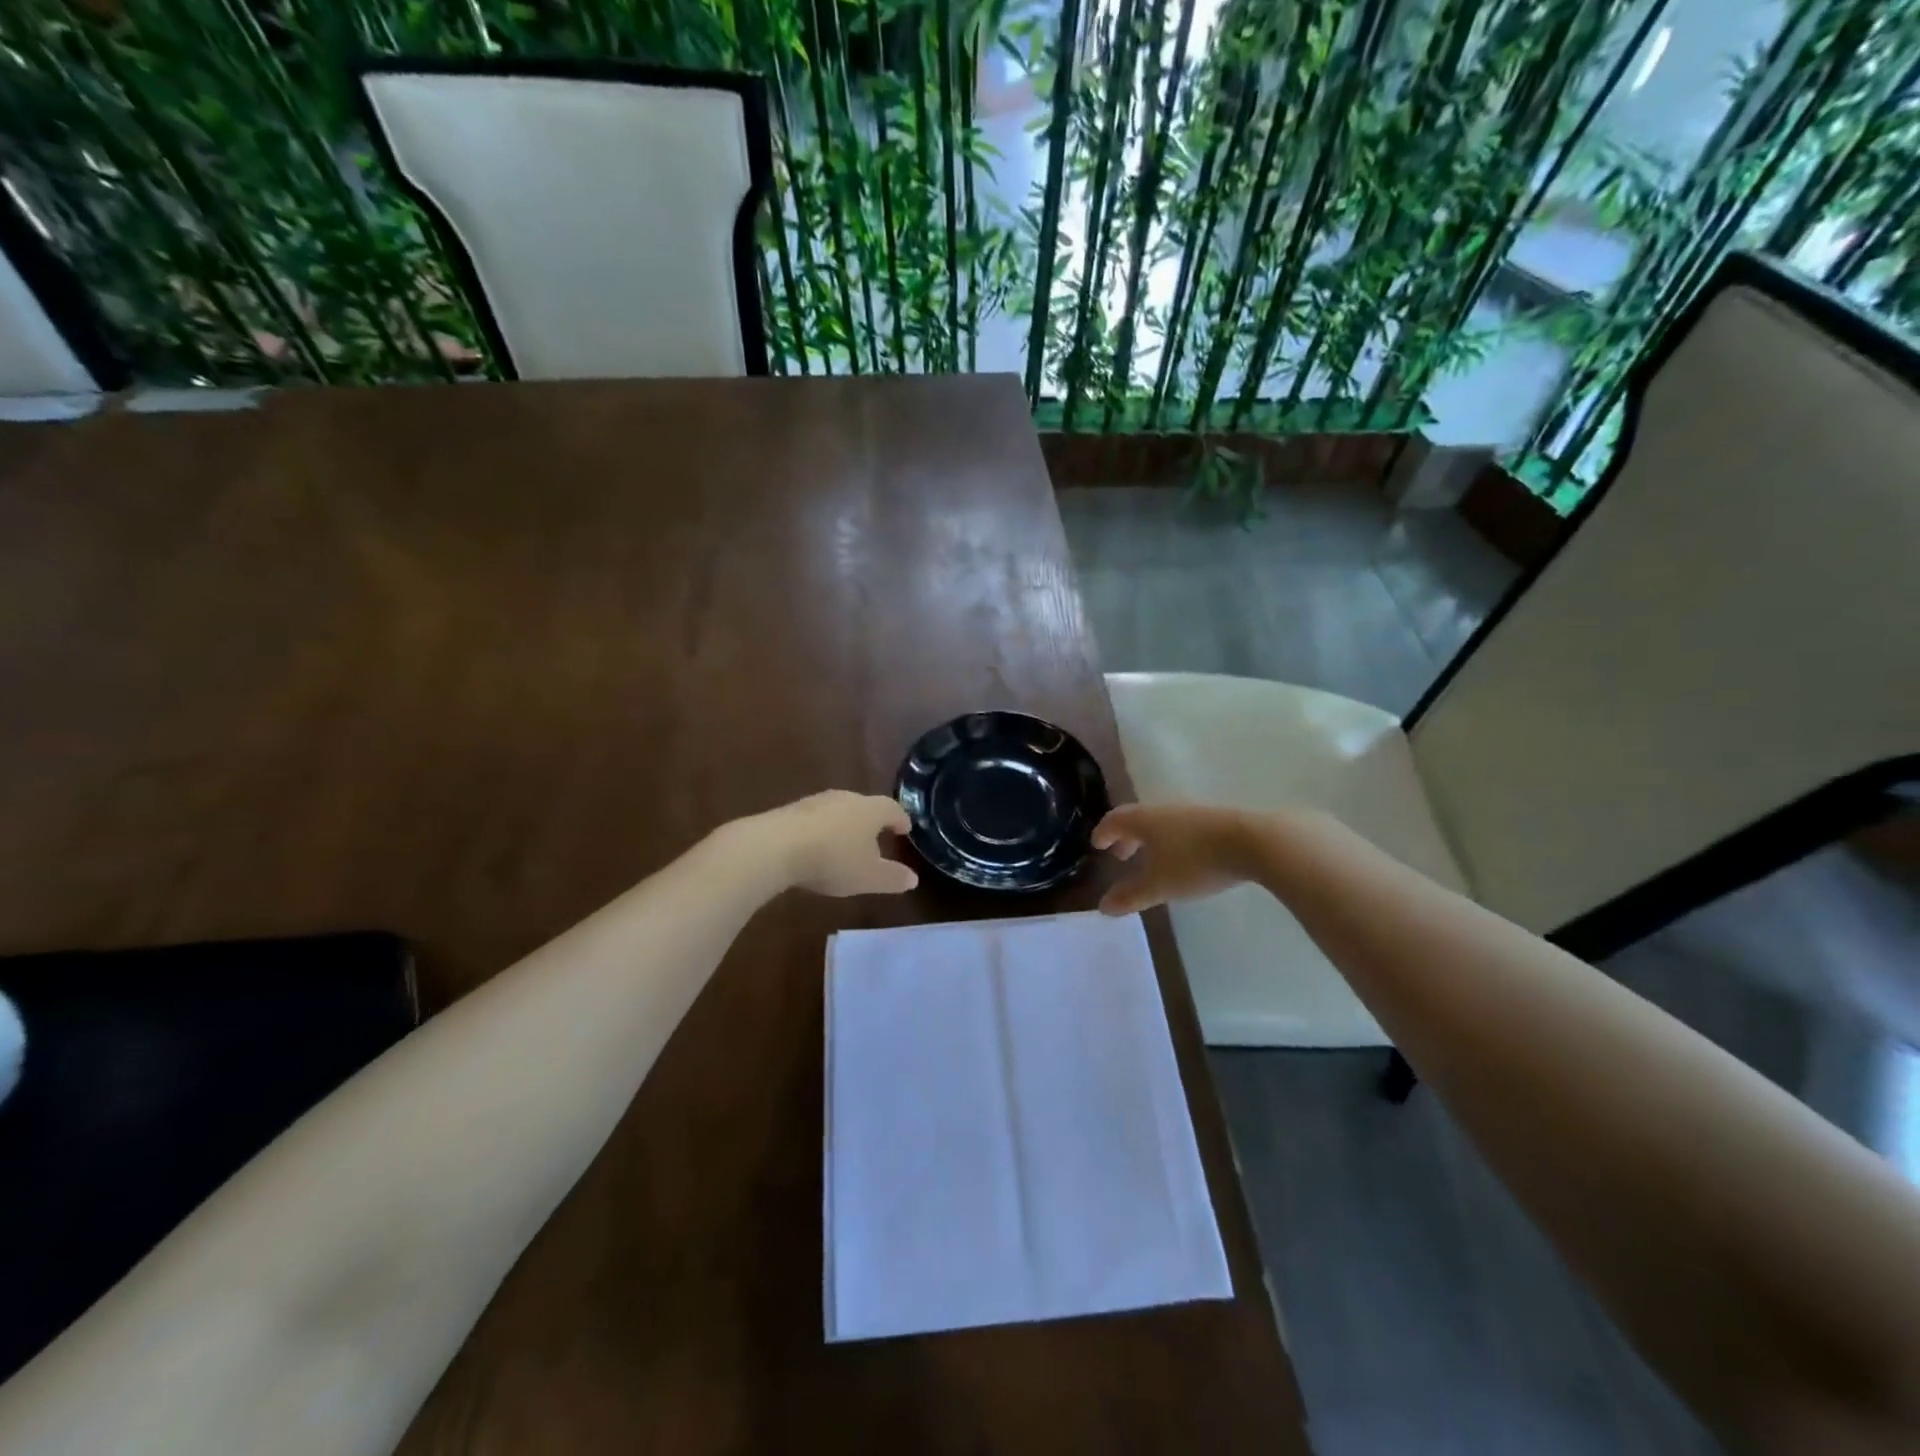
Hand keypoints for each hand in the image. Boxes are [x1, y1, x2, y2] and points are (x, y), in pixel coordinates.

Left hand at [742, 790, 918, 896]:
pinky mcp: (791, 811)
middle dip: (872, 820)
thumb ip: (892, 878)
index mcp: (870, 810)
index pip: (892, 809)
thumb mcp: (868, 877)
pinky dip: (822, 830)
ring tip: (846, 843)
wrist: (774, 847)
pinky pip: (815, 819)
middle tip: (877, 836)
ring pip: (838, 810)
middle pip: (865, 805)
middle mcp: (846, 798)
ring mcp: (816, 802)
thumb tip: (913, 879)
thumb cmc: (833, 859)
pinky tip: (817, 847)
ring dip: (845, 825)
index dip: (900, 819)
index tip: (905, 829)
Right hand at [1092, 802, 1255, 915]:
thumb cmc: (1195, 861)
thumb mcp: (1159, 885)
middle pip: (1137, 819)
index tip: (1097, 845)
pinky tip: (1184, 859)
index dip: (1103, 832)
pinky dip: (1172, 840)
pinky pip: (1182, 827)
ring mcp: (1191, 812)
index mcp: (1144, 820)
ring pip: (1161, 823)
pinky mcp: (1215, 820)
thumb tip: (1103, 907)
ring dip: (1150, 840)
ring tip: (1152, 860)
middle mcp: (1164, 810)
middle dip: (1126, 837)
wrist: (1254, 842)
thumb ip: (1131, 896)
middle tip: (1121, 855)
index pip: (1115, 820)